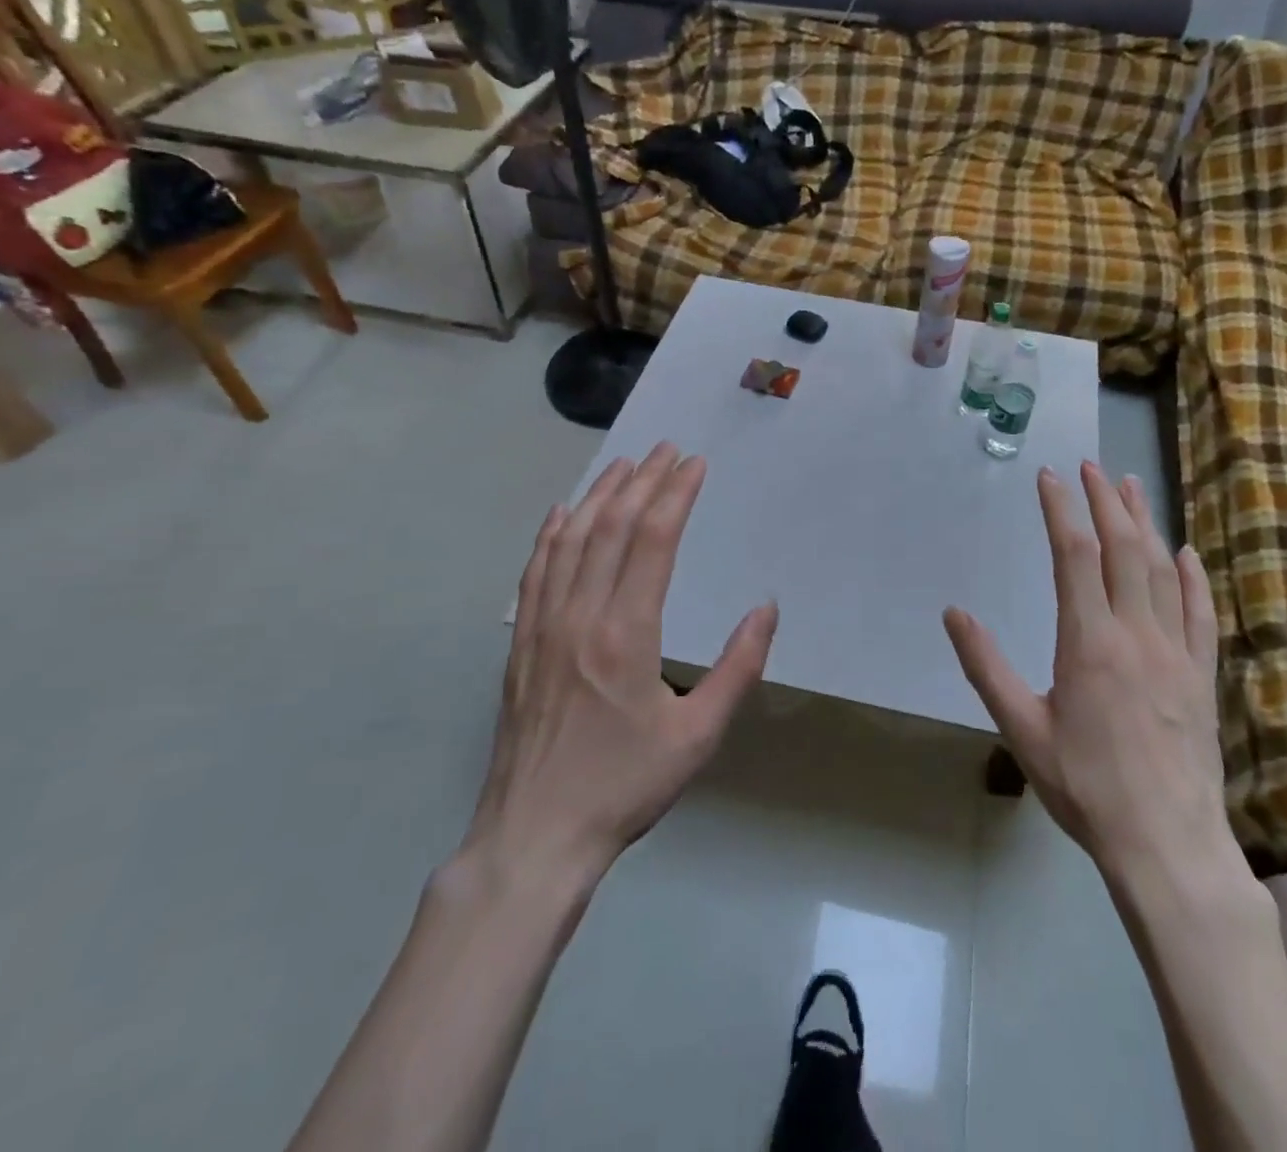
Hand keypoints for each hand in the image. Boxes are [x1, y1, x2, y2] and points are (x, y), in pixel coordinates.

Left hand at [465, 442, 778, 882]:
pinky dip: (551, 534)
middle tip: (666, 450)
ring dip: (600, 496)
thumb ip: (738, 669)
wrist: (534, 836)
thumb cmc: (625, 787)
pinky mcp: (521, 644)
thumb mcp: (698, 736)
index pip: (653, 542)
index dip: (675, 496)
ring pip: (571, 541)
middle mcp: (581, 616)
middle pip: (613, 529)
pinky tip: (563, 513)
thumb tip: (765, 609)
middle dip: (643, 482)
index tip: (694, 465)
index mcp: (626, 634)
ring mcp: (543, 627)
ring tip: (623, 464)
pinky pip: (535, 572)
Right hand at [943, 461, 1226, 877]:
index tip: (1049, 477)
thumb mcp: (1021, 729)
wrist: (1167, 844)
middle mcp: (1137, 634)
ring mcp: (1176, 652)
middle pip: (1124, 549)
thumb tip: (954, 613)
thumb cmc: (1085, 787)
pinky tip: (1185, 553)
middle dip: (1106, 502)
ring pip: (1162, 571)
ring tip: (1131, 488)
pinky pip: (1200, 612)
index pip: (1075, 556)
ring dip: (1146, 524)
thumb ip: (986, 666)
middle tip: (1091, 467)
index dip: (1061, 510)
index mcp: (1089, 642)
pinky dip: (1192, 576)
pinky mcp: (1201, 674)